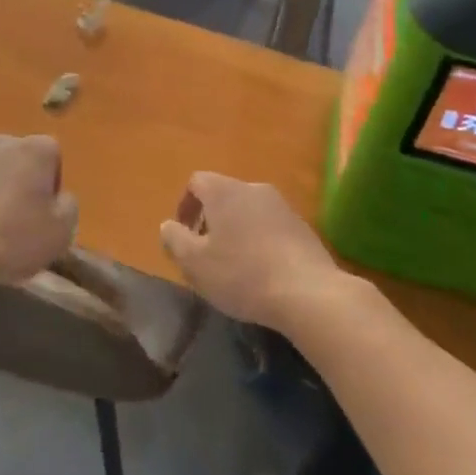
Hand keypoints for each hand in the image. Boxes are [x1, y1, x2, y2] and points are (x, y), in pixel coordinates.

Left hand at [0, 135, 76, 290]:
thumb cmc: (12, 238)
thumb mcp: (61, 232)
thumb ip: (68, 207)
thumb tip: (60, 199)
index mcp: (35, 149)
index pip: (52, 156)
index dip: (51, 185)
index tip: (44, 215)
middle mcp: (0, 142)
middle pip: (17, 160)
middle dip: (18, 184)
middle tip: (16, 222)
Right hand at [159, 172, 349, 332]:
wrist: (307, 292)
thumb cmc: (242, 275)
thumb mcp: (195, 263)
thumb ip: (175, 240)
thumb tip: (168, 225)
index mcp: (225, 191)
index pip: (197, 182)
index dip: (185, 205)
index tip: (183, 234)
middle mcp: (253, 188)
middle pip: (224, 195)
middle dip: (211, 220)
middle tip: (206, 253)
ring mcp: (282, 205)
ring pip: (248, 210)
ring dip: (236, 230)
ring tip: (234, 265)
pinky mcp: (302, 226)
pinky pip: (271, 225)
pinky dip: (259, 240)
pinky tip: (262, 271)